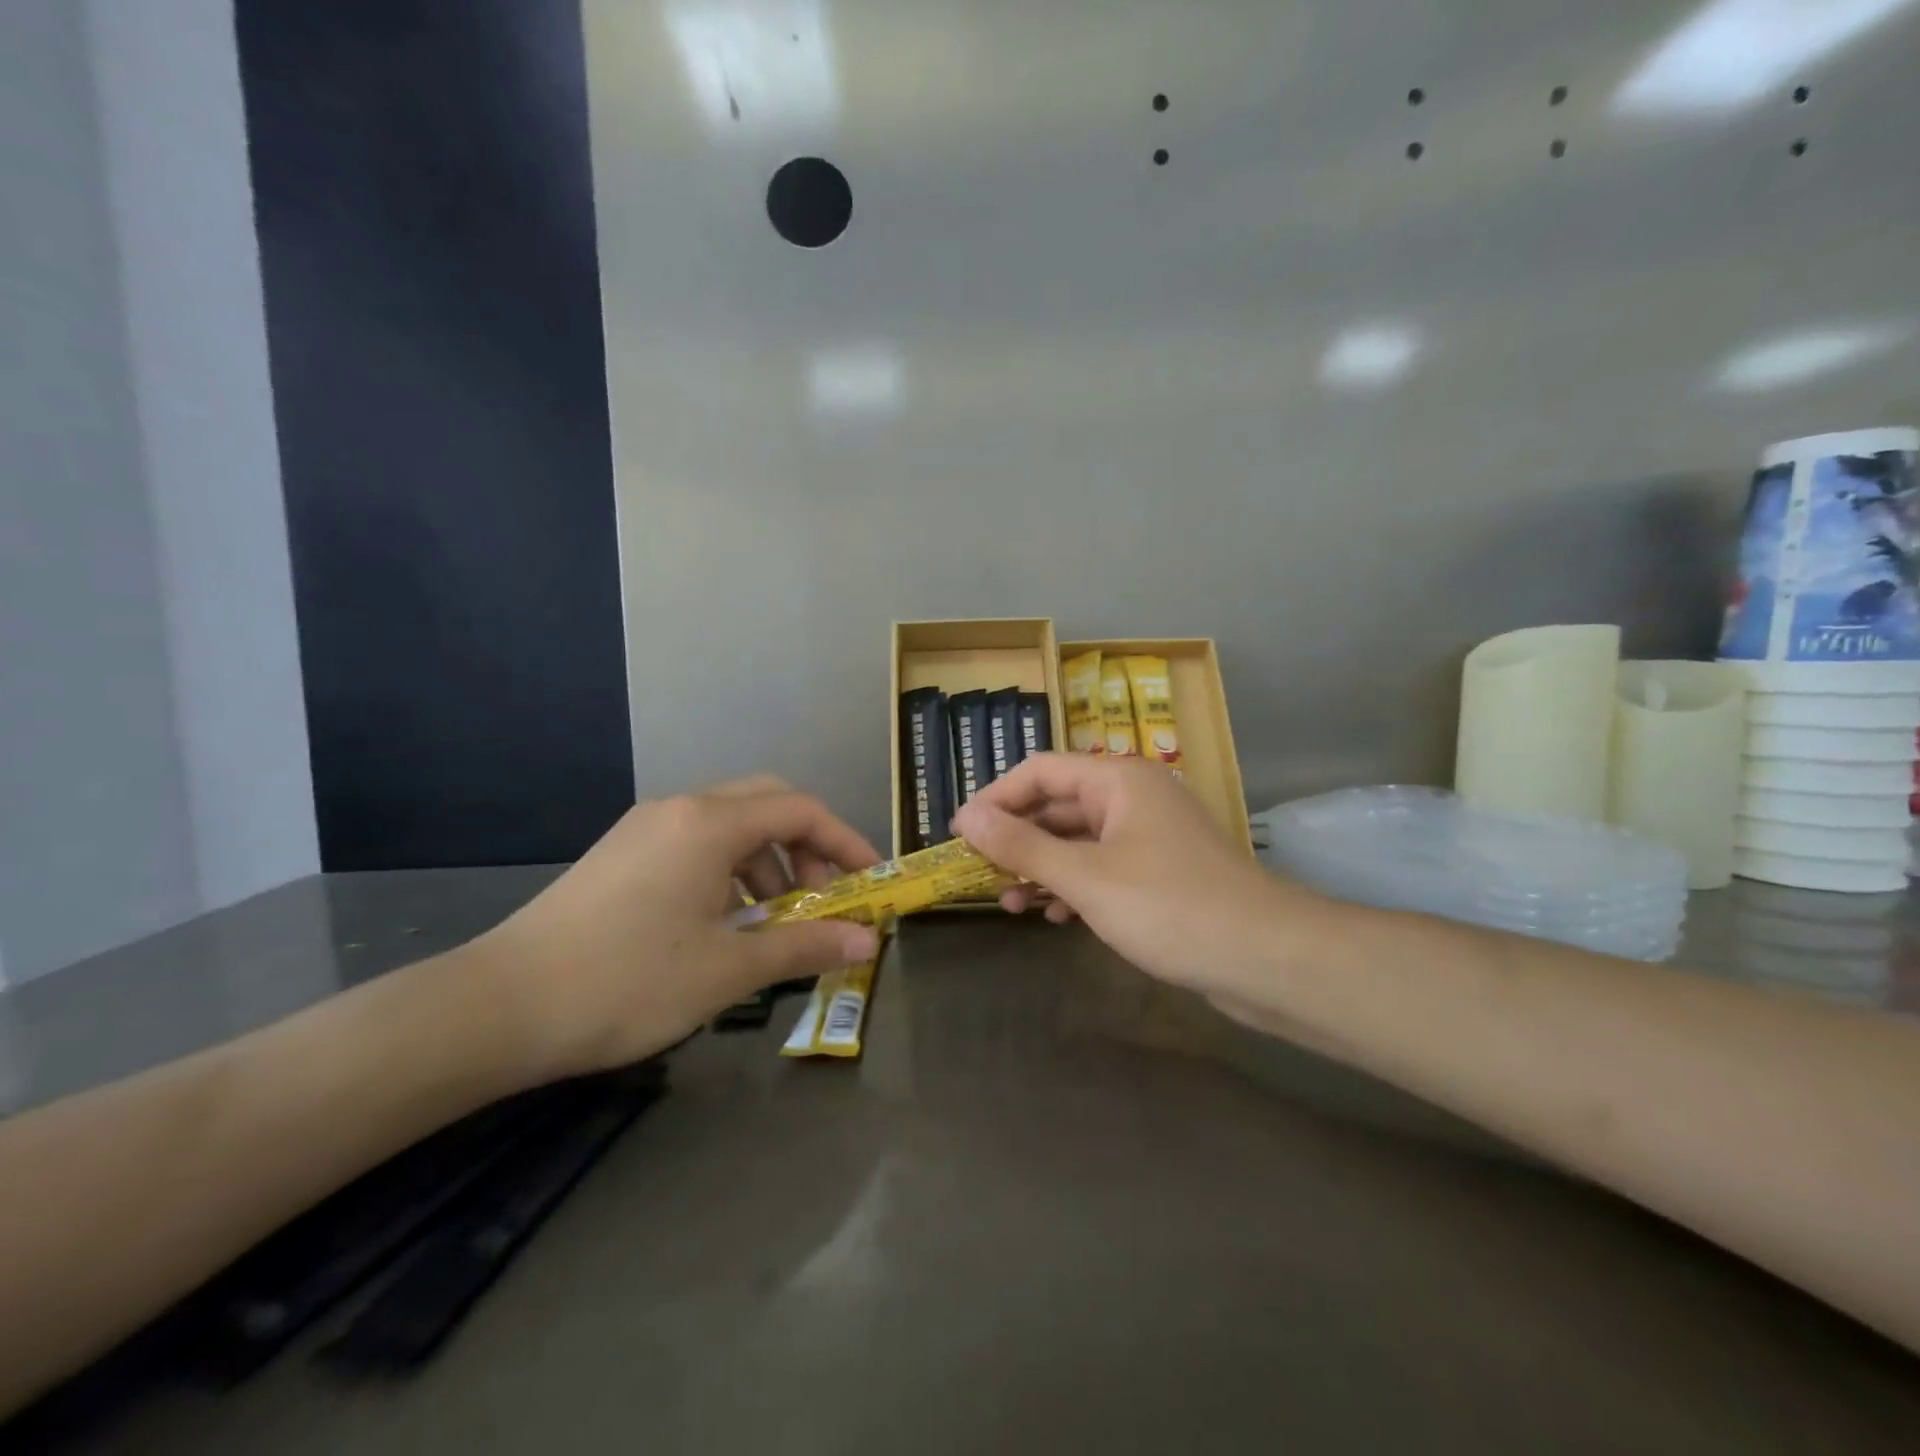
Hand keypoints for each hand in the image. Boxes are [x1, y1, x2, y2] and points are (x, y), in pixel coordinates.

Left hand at [474, 776, 880, 1078]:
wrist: (498, 1008)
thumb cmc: (626, 982)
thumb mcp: (727, 969)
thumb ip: (804, 946)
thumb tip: (867, 942)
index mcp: (709, 824)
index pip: (801, 810)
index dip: (846, 842)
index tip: (870, 882)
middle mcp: (679, 810)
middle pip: (768, 803)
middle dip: (808, 846)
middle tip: (822, 898)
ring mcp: (645, 829)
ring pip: (730, 824)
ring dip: (768, 861)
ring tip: (773, 921)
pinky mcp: (623, 854)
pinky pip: (697, 843)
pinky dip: (730, 871)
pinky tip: (724, 922)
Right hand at [952, 754, 1316, 993]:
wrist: (1266, 958)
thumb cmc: (1169, 906)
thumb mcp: (1085, 877)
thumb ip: (1023, 846)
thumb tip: (968, 818)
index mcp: (1118, 781)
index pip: (1040, 771)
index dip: (996, 798)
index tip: (960, 833)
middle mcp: (1134, 798)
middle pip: (1058, 805)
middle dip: (1017, 838)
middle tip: (978, 872)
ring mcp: (1150, 837)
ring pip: (1079, 841)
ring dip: (1041, 868)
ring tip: (1007, 902)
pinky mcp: (1161, 874)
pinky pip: (1103, 868)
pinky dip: (1074, 887)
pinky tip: (1053, 916)